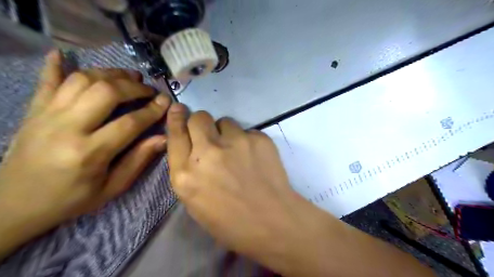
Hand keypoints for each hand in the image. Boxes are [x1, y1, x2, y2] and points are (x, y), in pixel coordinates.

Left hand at [0, 50, 171, 256]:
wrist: (12, 204)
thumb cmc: (70, 199)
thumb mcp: (112, 187)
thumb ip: (138, 160)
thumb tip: (164, 138)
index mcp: (89, 153)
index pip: (130, 123)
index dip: (152, 110)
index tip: (166, 102)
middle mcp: (67, 128)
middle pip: (106, 92)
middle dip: (134, 87)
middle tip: (149, 89)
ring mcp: (46, 115)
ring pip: (82, 80)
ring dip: (109, 74)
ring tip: (128, 76)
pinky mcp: (34, 110)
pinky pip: (46, 81)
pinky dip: (55, 65)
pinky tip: (63, 54)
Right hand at [165, 105, 320, 272]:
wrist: (272, 221)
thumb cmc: (231, 222)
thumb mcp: (195, 202)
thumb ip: (189, 171)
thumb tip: (194, 148)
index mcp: (186, 174)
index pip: (176, 134)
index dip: (176, 119)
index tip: (179, 109)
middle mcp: (207, 152)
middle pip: (199, 118)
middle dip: (201, 123)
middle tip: (211, 134)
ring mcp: (235, 142)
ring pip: (225, 121)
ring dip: (227, 132)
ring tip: (237, 150)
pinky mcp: (258, 138)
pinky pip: (247, 131)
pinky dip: (247, 141)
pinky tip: (255, 158)